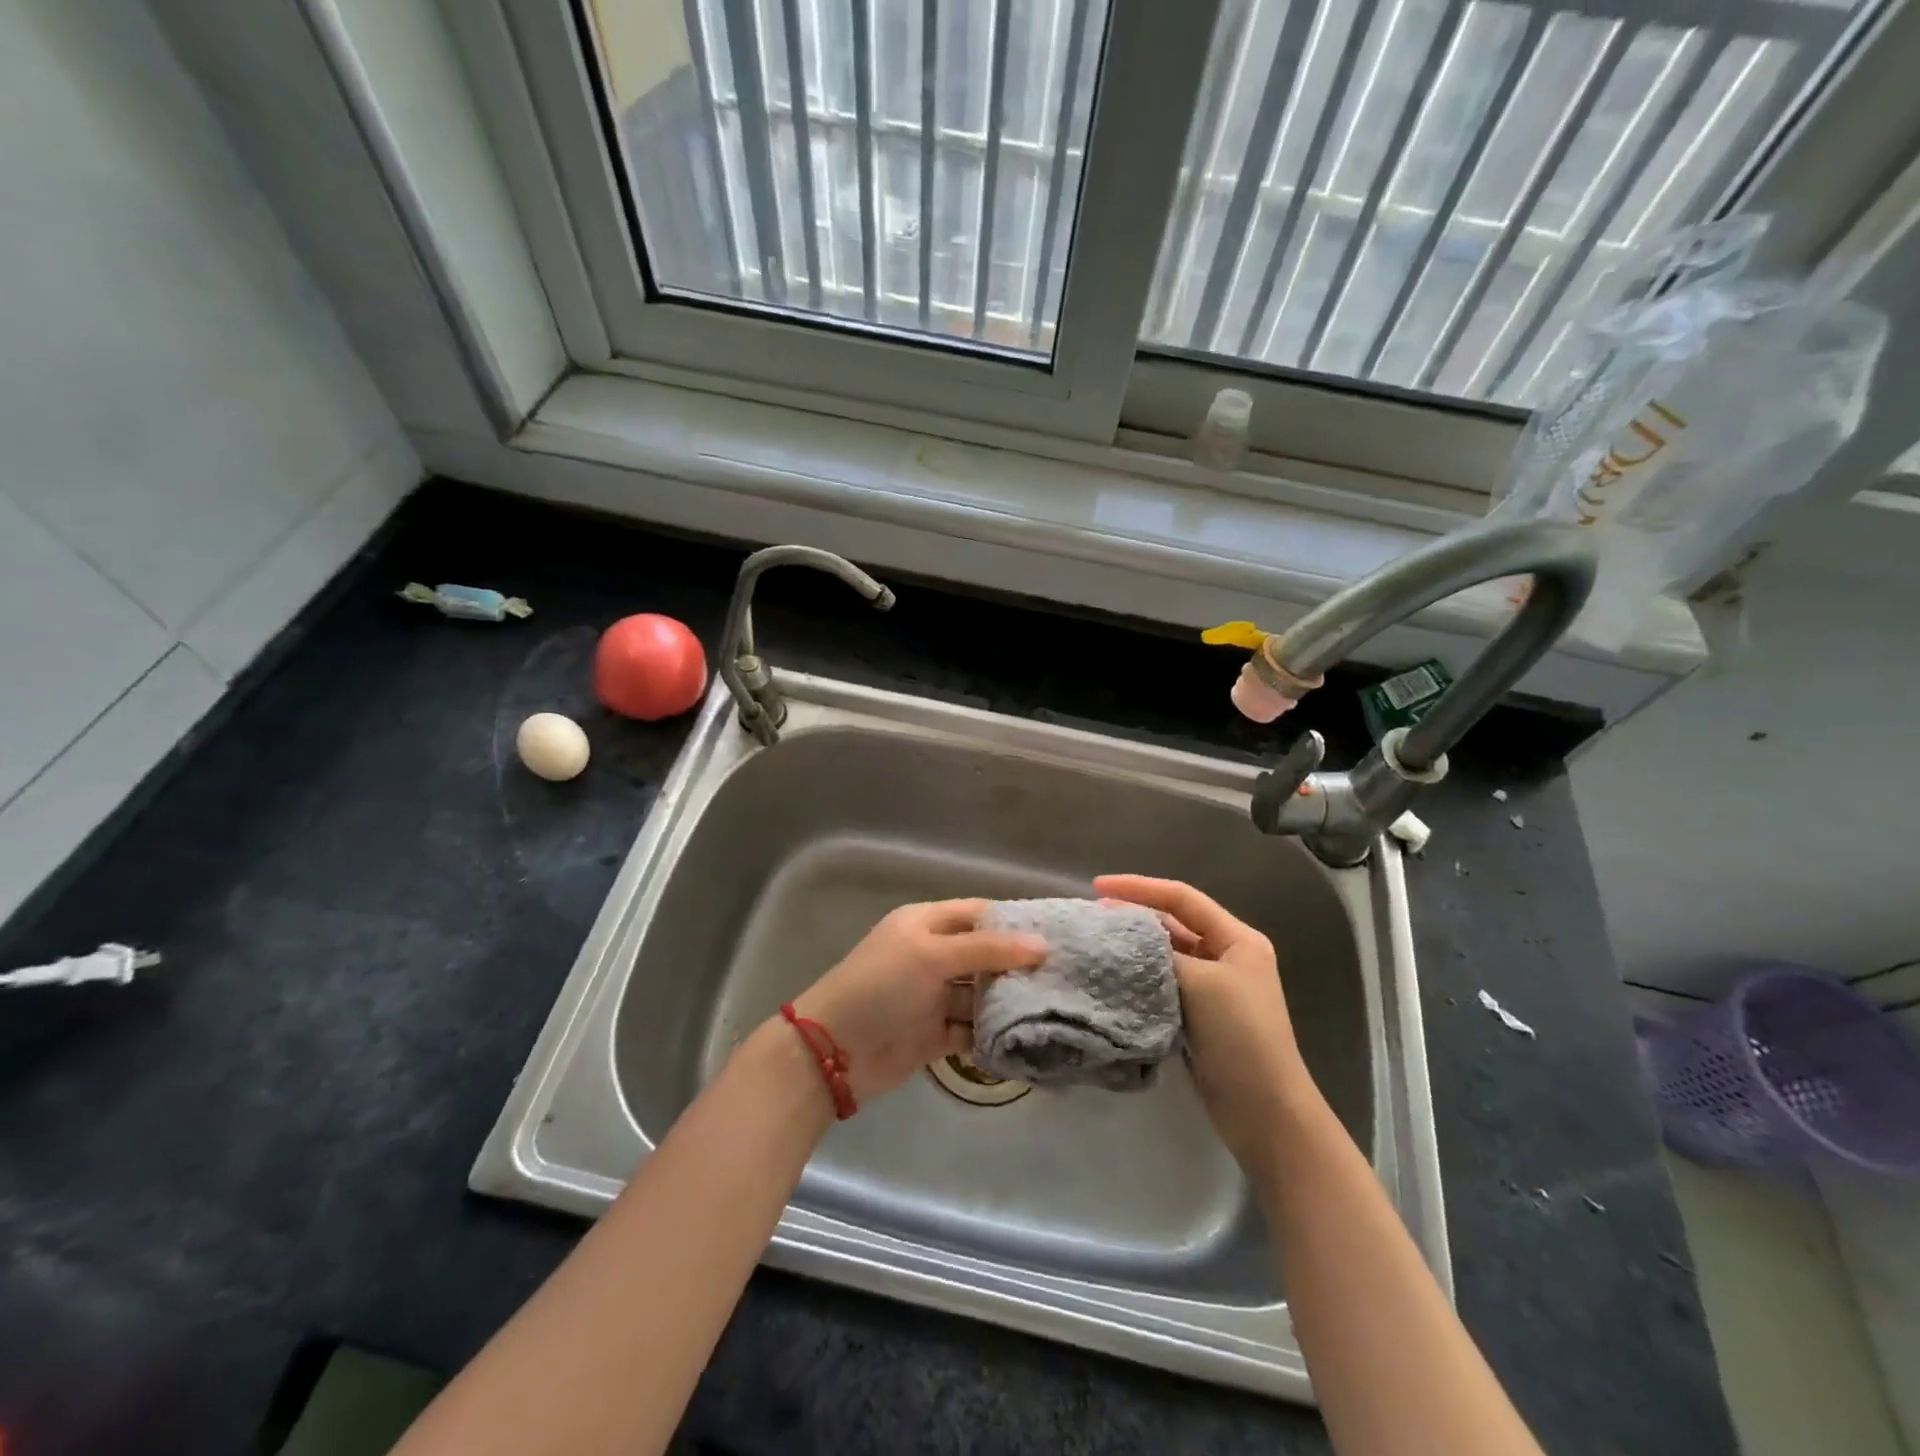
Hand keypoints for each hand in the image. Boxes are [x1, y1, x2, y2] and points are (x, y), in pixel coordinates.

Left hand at [787, 900, 1046, 1103]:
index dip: (1013, 922)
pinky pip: (971, 1030)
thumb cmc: (881, 986)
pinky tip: (1025, 1040)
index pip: (978, 914)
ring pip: (980, 995)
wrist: (832, 1051)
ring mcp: (933, 996)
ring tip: (1054, 1008)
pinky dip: (992, 1035)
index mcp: (926, 924)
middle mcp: (932, 956)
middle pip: (983, 955)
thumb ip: (987, 949)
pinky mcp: (934, 1035)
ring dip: (1007, 1002)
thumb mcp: (932, 955)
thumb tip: (1041, 944)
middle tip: (1064, 975)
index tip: (1056, 933)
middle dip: (1017, 965)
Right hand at [1094, 875, 1314, 1173]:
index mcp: (1237, 939)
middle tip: (1092, 917)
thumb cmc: (1240, 1035)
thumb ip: (1160, 952)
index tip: (1097, 886)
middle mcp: (1226, 957)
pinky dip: (1137, 979)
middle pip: (1172, 924)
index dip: (1140, 887)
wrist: (1264, 1111)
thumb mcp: (1201, 982)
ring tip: (1094, 944)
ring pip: (1164, 955)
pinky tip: (1110, 979)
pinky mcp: (1196, 1017)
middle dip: (1133, 917)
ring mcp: (1212, 989)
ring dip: (1133, 949)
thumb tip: (1120, 938)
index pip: (1182, 898)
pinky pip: (1161, 985)